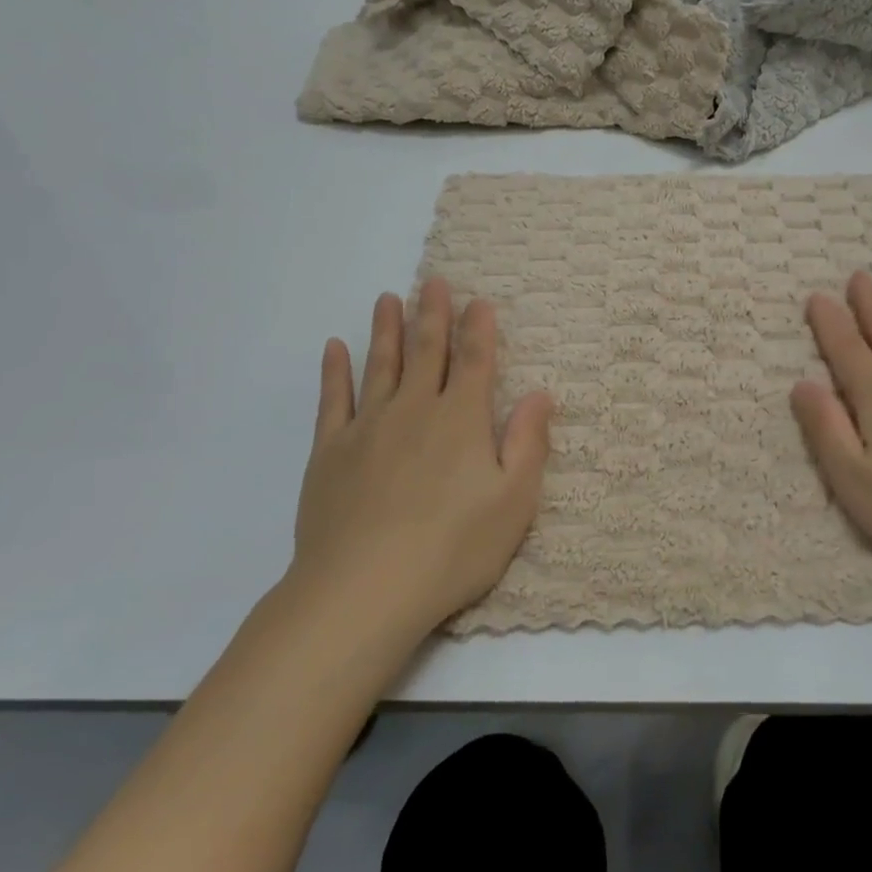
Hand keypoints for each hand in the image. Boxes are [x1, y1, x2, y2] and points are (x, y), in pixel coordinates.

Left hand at [289, 279, 553, 637]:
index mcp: (461, 420)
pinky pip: (333, 399)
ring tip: (387, 299)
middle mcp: (415, 410)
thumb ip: (528, 442)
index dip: (479, 329)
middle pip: (427, 352)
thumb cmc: (453, 548)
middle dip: (433, 314)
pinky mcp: (330, 452)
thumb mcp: (514, 502)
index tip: (479, 301)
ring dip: (387, 330)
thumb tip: (541, 393)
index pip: (475, 361)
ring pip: (380, 365)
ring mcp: (368, 427)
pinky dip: (335, 371)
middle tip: (433, 282)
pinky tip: (335, 348)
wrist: (364, 589)